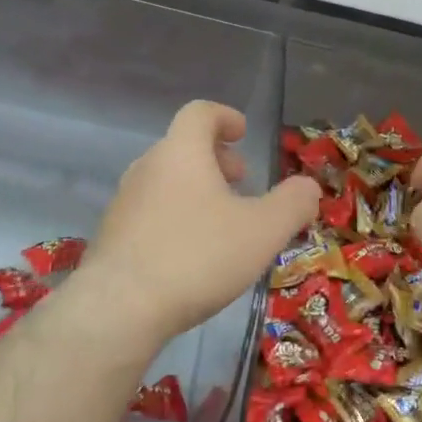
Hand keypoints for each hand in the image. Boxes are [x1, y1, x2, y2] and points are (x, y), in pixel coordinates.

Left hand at [82, 101, 321, 346]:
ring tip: (223, 222)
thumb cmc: (198, 256)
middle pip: (183, 147)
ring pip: (166, 180)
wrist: (120, 308)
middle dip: (216, 159)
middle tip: (241, 182)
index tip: (243, 134)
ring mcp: (124, 201)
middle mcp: (147, 167)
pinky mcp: (113, 235)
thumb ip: (293, 204)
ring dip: (196, 189)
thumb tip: (308, 187)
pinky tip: (192, 254)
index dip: (225, 117)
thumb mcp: (263, 231)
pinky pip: (151, 211)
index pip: (200, 113)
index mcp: (181, 152)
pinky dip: (176, 216)